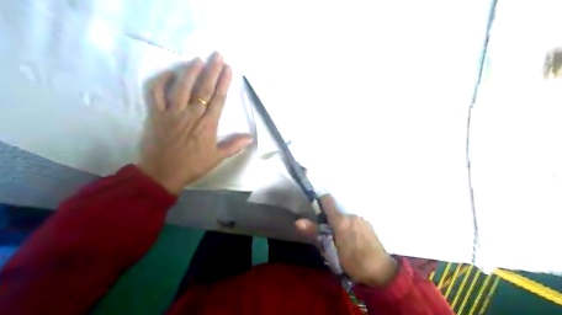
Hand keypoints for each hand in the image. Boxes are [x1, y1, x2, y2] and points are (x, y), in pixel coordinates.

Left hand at [138, 52, 252, 194]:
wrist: (163, 174)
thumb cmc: (192, 166)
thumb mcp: (217, 158)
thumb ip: (233, 146)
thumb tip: (251, 137)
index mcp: (207, 125)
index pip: (218, 99)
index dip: (224, 83)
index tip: (228, 68)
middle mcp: (191, 115)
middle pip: (203, 89)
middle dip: (212, 71)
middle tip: (217, 55)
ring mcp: (172, 113)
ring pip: (182, 88)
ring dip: (190, 72)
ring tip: (198, 59)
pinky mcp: (156, 115)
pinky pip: (156, 94)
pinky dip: (161, 82)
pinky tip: (169, 73)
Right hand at [296, 194, 396, 284]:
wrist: (381, 272)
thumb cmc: (353, 262)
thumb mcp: (330, 251)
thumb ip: (314, 233)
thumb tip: (298, 221)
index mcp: (341, 220)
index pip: (327, 200)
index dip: (320, 203)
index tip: (317, 214)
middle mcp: (351, 215)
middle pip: (336, 212)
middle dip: (331, 220)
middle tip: (329, 236)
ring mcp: (362, 219)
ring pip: (346, 218)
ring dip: (342, 225)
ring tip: (343, 242)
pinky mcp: (369, 225)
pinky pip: (355, 222)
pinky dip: (351, 228)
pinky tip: (354, 242)